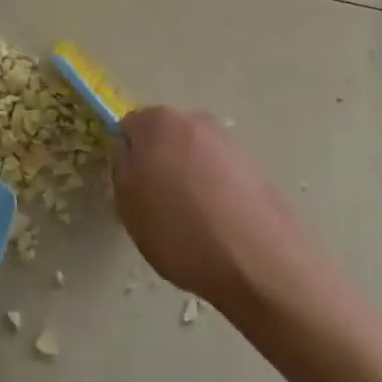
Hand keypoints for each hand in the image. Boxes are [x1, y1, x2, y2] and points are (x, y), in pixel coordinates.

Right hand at [110, 106, 314, 315]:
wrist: (259, 261)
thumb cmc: (181, 233)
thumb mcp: (129, 207)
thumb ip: (122, 169)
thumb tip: (130, 154)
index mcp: (158, 122)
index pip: (130, 127)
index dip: (128, 157)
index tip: (133, 189)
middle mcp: (194, 120)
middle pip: (165, 135)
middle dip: (160, 161)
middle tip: (159, 203)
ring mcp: (229, 140)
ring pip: (195, 153)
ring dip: (190, 174)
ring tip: (193, 219)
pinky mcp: (255, 164)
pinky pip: (222, 172)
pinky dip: (217, 189)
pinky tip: (220, 224)